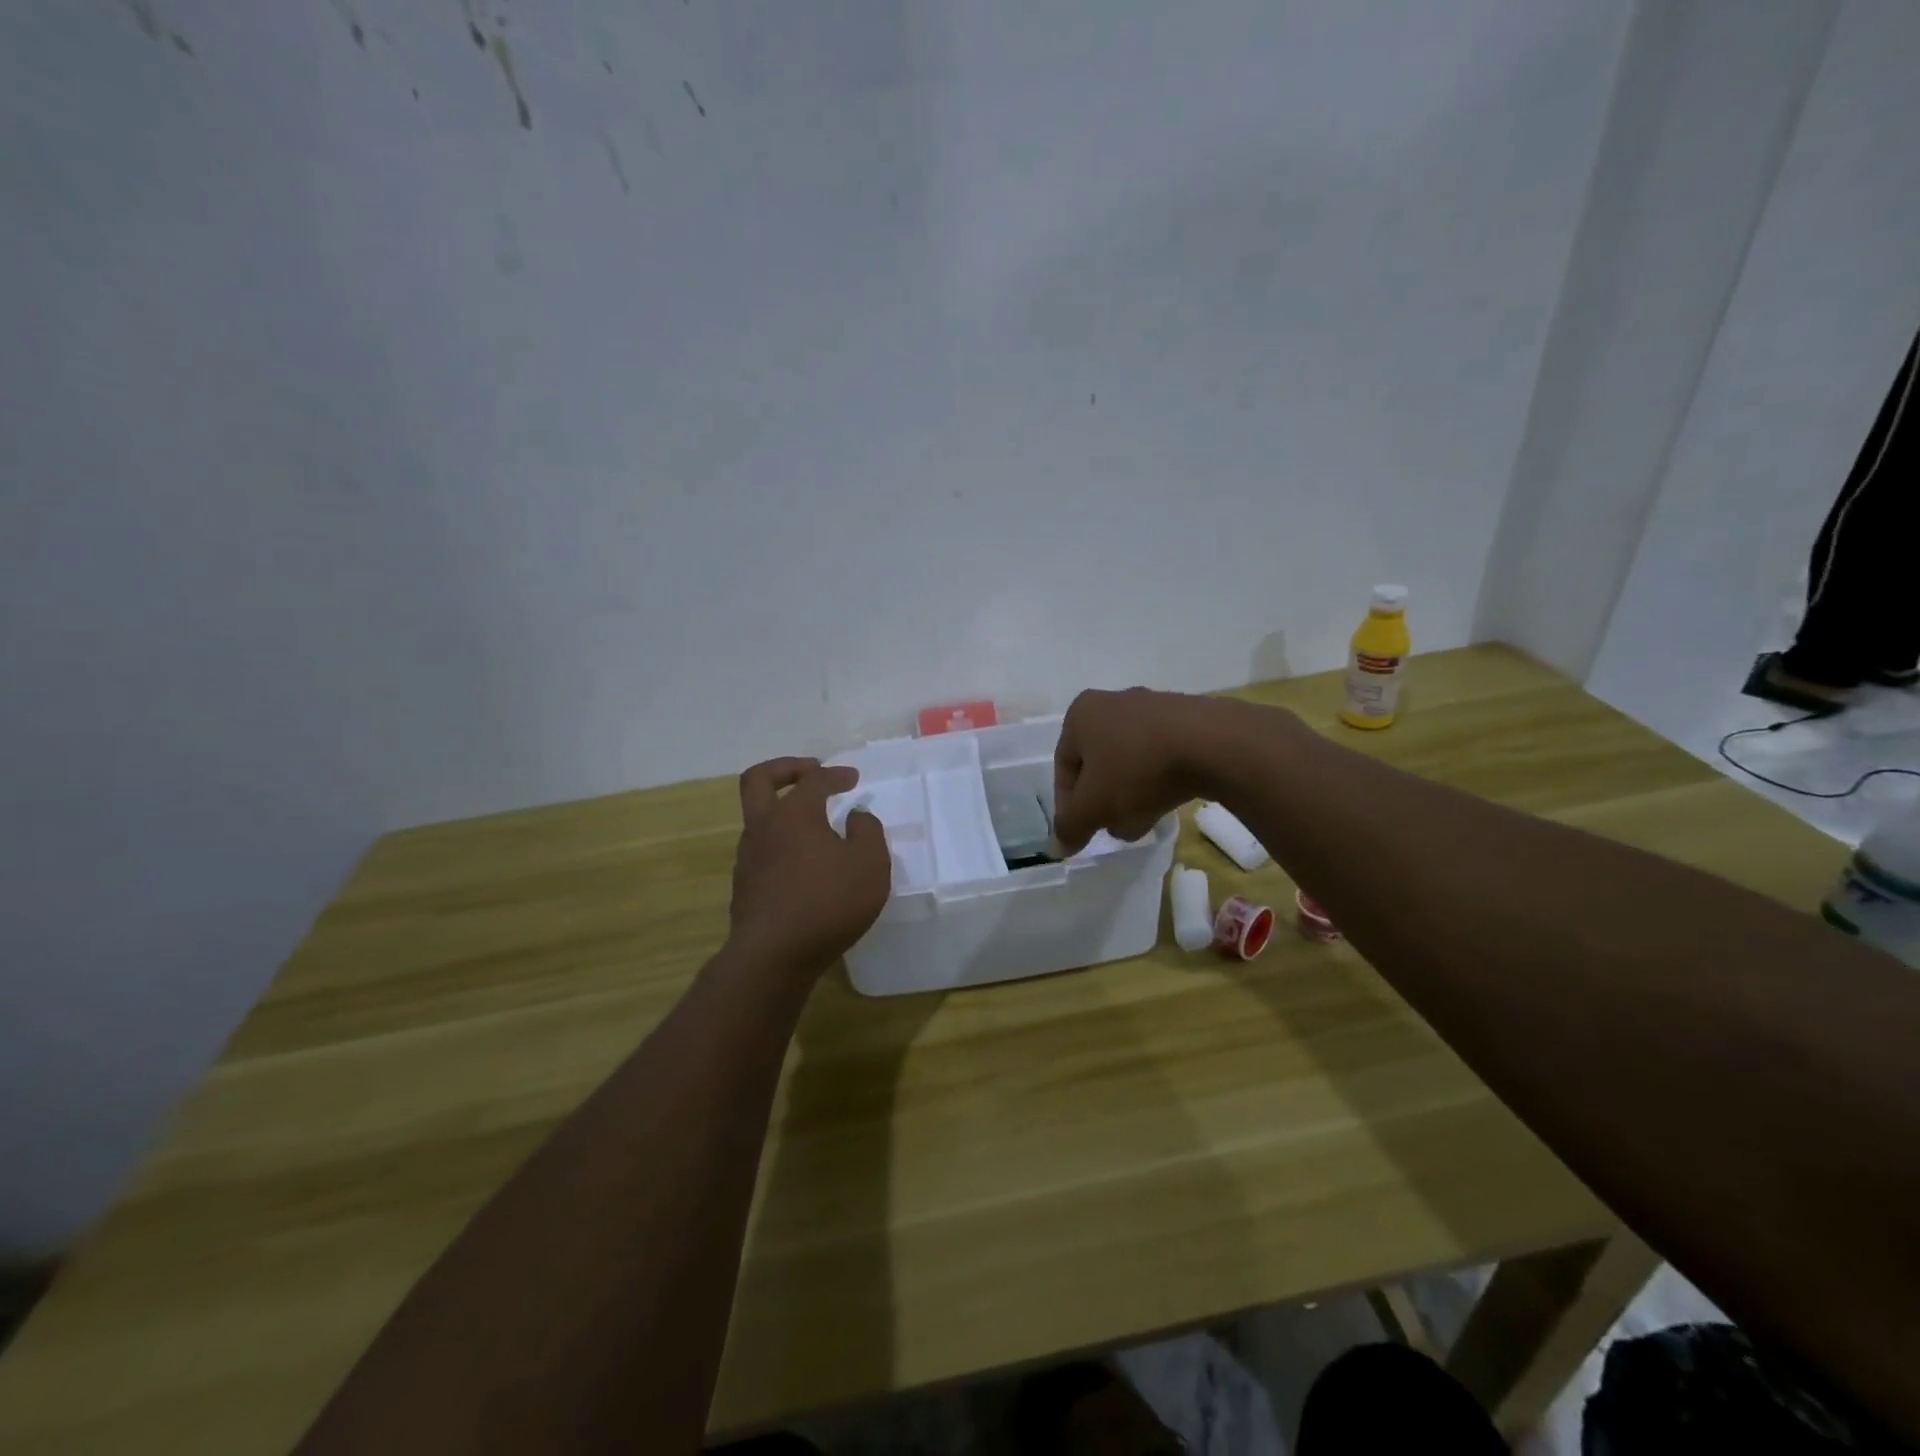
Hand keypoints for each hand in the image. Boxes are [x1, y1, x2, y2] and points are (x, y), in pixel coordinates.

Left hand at [729, 758, 890, 974]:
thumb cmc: (828, 903)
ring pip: (759, 819)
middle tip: (810, 773)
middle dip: (785, 769)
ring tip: (815, 827)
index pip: (814, 780)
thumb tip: (856, 817)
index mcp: (794, 814)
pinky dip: (782, 844)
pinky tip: (805, 865)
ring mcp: (748, 858)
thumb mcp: (870, 864)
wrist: (773, 956)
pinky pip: (762, 851)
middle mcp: (764, 828)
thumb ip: (868, 832)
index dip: (836, 774)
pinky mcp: (745, 887)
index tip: (853, 779)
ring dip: (784, 811)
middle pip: (759, 780)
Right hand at [1051, 688, 1244, 853]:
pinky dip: (1161, 778)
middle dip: (1105, 800)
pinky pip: (1163, 754)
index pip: (1064, 766)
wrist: (1213, 745)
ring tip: (1145, 821)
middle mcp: (1113, 701)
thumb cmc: (1137, 770)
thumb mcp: (1093, 807)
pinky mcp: (1188, 717)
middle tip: (1115, 828)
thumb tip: (1058, 847)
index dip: (1070, 805)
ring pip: (1132, 761)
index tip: (1084, 831)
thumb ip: (1070, 828)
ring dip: (1133, 793)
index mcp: (1081, 714)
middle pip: (1100, 763)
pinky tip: (1171, 801)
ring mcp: (1154, 706)